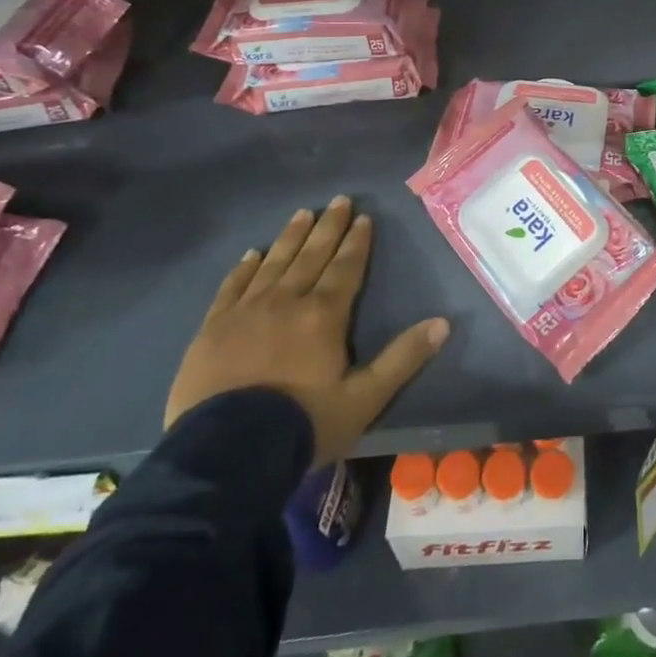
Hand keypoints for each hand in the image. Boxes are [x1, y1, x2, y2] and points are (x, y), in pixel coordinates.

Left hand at [165, 197, 449, 467]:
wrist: (224, 456)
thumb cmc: (302, 425)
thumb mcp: (364, 399)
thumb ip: (403, 358)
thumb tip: (443, 323)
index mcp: (324, 315)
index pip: (346, 268)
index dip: (357, 242)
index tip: (364, 218)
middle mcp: (286, 302)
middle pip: (311, 256)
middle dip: (328, 227)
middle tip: (339, 200)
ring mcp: (245, 312)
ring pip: (273, 264)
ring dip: (290, 237)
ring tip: (302, 213)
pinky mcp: (212, 329)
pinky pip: (231, 288)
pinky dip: (244, 268)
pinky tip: (252, 254)